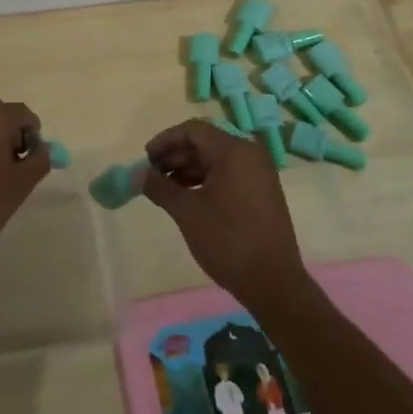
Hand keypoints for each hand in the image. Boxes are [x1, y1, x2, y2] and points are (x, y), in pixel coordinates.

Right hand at [142, 120, 310, 307]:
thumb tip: (138, 175)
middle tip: (152, 174)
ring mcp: (259, 173)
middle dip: (176, 155)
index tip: (146, 158)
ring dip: (189, 168)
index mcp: (233, 151)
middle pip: (205, 143)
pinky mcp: (262, 191)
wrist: (273, 283)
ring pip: (216, 159)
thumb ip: (160, 187)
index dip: (166, 140)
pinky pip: (229, 173)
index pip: (194, 130)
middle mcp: (249, 154)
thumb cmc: (227, 241)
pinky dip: (206, 179)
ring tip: (166, 188)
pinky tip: (189, 197)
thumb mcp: (187, 212)